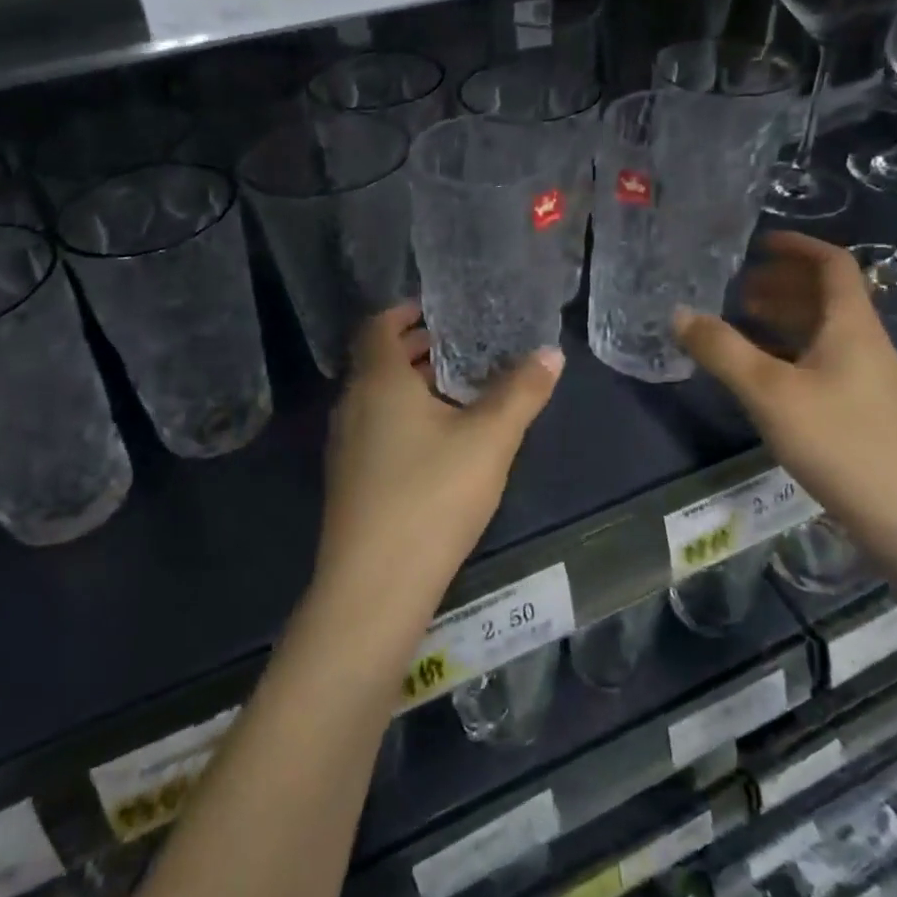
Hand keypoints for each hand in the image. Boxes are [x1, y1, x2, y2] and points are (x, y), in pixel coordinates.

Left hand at [315, 304, 563, 641]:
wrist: (375, 586)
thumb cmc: (432, 496)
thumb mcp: (489, 440)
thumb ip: (522, 392)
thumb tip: (551, 352)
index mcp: (378, 381)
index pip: (378, 325)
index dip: (405, 311)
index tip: (439, 310)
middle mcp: (352, 404)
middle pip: (378, 360)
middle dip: (416, 347)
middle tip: (461, 345)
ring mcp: (344, 444)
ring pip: (377, 397)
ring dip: (411, 384)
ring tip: (457, 389)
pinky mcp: (348, 478)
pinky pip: (374, 427)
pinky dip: (402, 416)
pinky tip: (438, 442)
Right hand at [674, 233, 896, 523]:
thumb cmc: (841, 442)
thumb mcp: (769, 392)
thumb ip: (722, 350)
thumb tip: (679, 314)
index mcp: (851, 326)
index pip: (832, 265)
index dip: (798, 247)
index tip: (758, 243)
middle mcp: (865, 344)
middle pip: (827, 297)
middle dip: (782, 284)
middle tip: (737, 286)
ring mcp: (869, 380)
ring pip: (825, 332)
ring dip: (785, 318)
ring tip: (742, 322)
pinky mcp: (864, 411)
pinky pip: (824, 361)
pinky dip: (791, 352)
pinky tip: (764, 375)